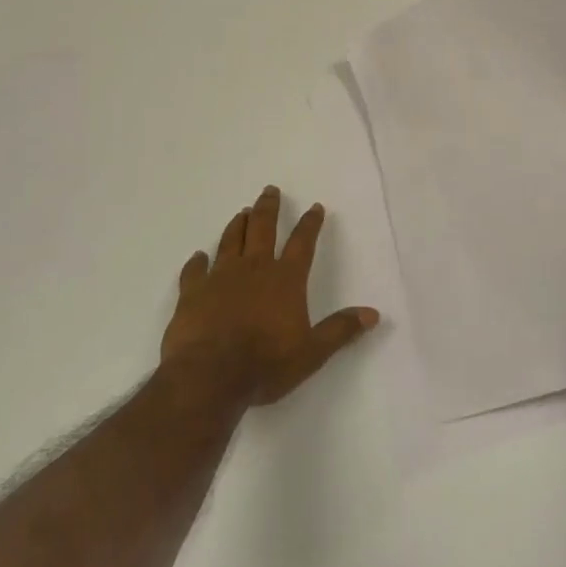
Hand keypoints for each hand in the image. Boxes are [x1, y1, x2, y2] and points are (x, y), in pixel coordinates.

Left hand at [162, 186, 379, 405]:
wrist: (209, 376)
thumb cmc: (266, 364)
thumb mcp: (312, 352)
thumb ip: (340, 330)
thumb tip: (373, 314)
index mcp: (286, 279)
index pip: (302, 243)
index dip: (310, 224)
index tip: (315, 206)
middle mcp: (254, 269)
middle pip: (262, 228)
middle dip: (268, 208)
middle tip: (269, 190)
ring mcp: (220, 277)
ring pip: (230, 241)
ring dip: (237, 225)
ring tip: (241, 212)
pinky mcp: (192, 293)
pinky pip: (194, 270)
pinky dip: (197, 262)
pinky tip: (198, 256)